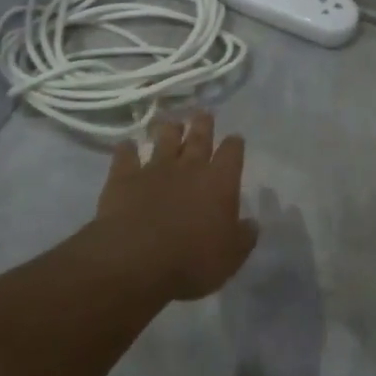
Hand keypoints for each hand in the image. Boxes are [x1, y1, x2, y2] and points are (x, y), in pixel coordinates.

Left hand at [95, 112, 258, 300]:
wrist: (135, 261)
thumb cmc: (192, 261)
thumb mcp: (231, 257)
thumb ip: (244, 237)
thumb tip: (252, 224)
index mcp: (220, 182)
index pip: (232, 153)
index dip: (234, 145)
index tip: (235, 139)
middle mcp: (189, 168)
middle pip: (199, 137)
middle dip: (203, 125)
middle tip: (203, 114)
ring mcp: (154, 169)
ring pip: (163, 140)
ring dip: (168, 130)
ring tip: (170, 122)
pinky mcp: (123, 178)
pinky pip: (125, 156)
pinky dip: (126, 149)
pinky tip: (126, 145)